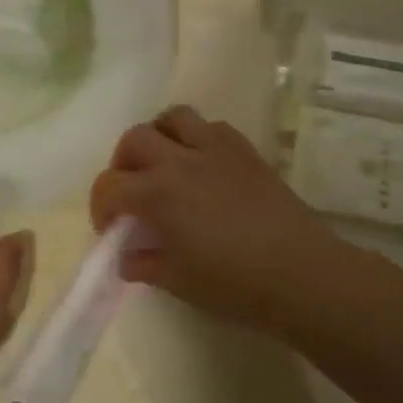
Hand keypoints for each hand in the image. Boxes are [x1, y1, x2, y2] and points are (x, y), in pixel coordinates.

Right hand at [91, 105, 381, 336]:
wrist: (302, 274)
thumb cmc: (234, 284)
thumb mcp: (180, 282)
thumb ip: (146, 265)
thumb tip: (128, 259)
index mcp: (157, 194)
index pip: (109, 186)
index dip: (101, 207)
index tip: (111, 228)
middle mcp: (180, 160)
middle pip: (134, 138)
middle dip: (123, 163)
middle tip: (133, 191)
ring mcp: (215, 149)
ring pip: (173, 117)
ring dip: (159, 136)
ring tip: (165, 164)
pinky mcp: (245, 150)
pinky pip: (211, 126)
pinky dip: (197, 138)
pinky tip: (204, 166)